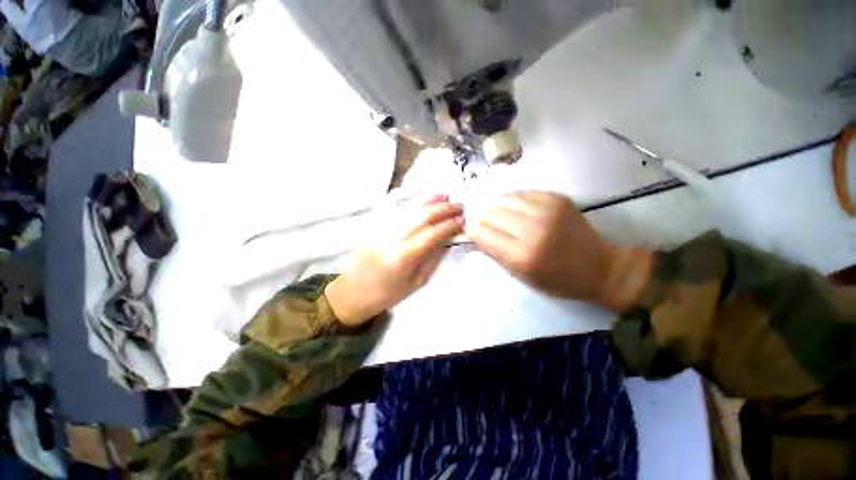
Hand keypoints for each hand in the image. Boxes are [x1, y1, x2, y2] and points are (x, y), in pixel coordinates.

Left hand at [325, 193, 464, 325]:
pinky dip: (406, 192)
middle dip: (443, 208)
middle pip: (421, 215)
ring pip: (407, 204)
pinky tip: (420, 193)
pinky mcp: (370, 220)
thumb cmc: (390, 292)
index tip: (462, 220)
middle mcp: (388, 237)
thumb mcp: (417, 280)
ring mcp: (377, 225)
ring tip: (444, 196)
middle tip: (458, 205)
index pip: (431, 234)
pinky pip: (389, 200)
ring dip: (428, 197)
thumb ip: (434, 255)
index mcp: (401, 257)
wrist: (356, 289)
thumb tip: (449, 234)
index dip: (449, 225)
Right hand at [466, 191, 652, 309]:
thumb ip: (495, 253)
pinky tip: (516, 210)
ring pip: (504, 198)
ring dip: (496, 207)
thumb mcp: (520, 276)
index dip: (472, 230)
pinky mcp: (557, 198)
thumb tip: (476, 233)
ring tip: (499, 215)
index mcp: (522, 255)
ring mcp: (547, 210)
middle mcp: (533, 229)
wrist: (600, 267)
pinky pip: (522, 193)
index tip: (471, 230)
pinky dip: (513, 201)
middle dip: (481, 218)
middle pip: (490, 212)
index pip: (482, 234)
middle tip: (484, 223)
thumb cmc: (557, 279)